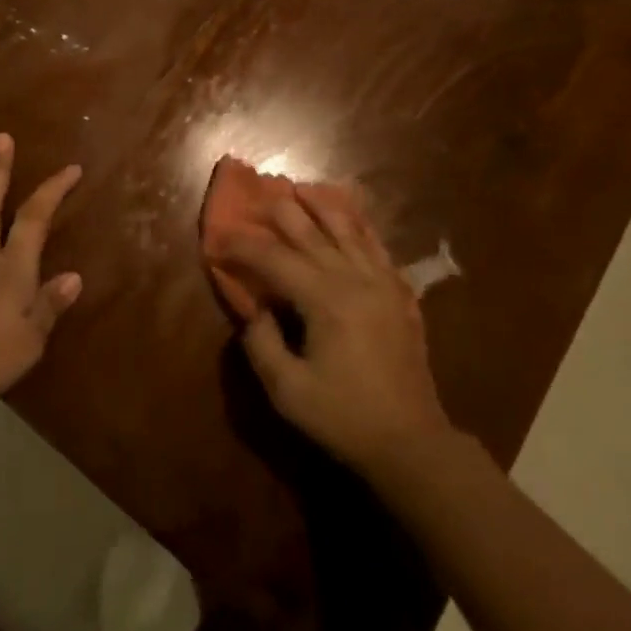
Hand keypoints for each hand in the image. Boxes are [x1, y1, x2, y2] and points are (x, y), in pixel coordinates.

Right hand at [217, 187, 449, 475]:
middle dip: (280, 213)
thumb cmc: (344, 418)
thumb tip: (252, 308)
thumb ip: (262, 343)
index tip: (218, 241)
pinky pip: (377, 246)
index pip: (274, 259)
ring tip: (302, 188)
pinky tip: (351, 215)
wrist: (412, 443)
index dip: (243, 247)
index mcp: (324, 300)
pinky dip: (360, 225)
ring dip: (322, 206)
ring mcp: (382, 282)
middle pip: (311, 232)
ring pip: (348, 229)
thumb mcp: (288, 391)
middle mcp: (354, 279)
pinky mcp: (399, 292)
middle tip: (257, 197)